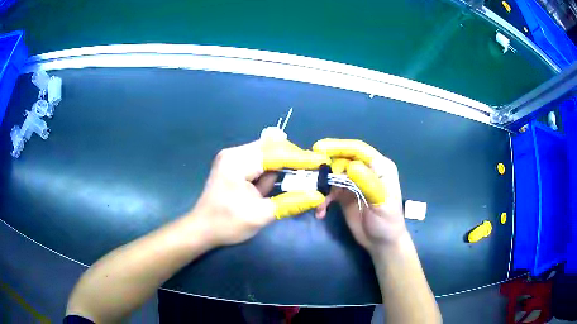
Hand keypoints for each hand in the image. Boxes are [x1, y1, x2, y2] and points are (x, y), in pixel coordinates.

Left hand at [189, 139, 330, 246]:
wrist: (201, 230)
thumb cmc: (227, 224)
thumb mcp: (261, 215)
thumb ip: (290, 203)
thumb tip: (318, 196)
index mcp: (238, 162)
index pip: (276, 154)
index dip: (300, 158)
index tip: (321, 162)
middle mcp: (235, 153)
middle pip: (272, 148)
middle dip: (293, 160)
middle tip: (311, 172)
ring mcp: (233, 158)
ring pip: (267, 154)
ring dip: (282, 167)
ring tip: (296, 179)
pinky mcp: (234, 165)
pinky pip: (259, 162)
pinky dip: (271, 172)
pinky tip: (275, 183)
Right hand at [312, 139, 406, 253]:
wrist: (381, 243)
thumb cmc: (387, 222)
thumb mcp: (380, 203)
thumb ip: (368, 184)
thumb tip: (351, 166)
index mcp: (379, 167)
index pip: (357, 149)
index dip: (339, 146)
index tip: (319, 149)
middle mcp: (366, 171)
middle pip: (342, 160)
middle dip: (327, 169)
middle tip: (314, 180)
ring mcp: (354, 183)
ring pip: (334, 175)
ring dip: (323, 186)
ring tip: (317, 201)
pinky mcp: (345, 195)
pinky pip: (330, 190)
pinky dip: (323, 199)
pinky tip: (320, 211)